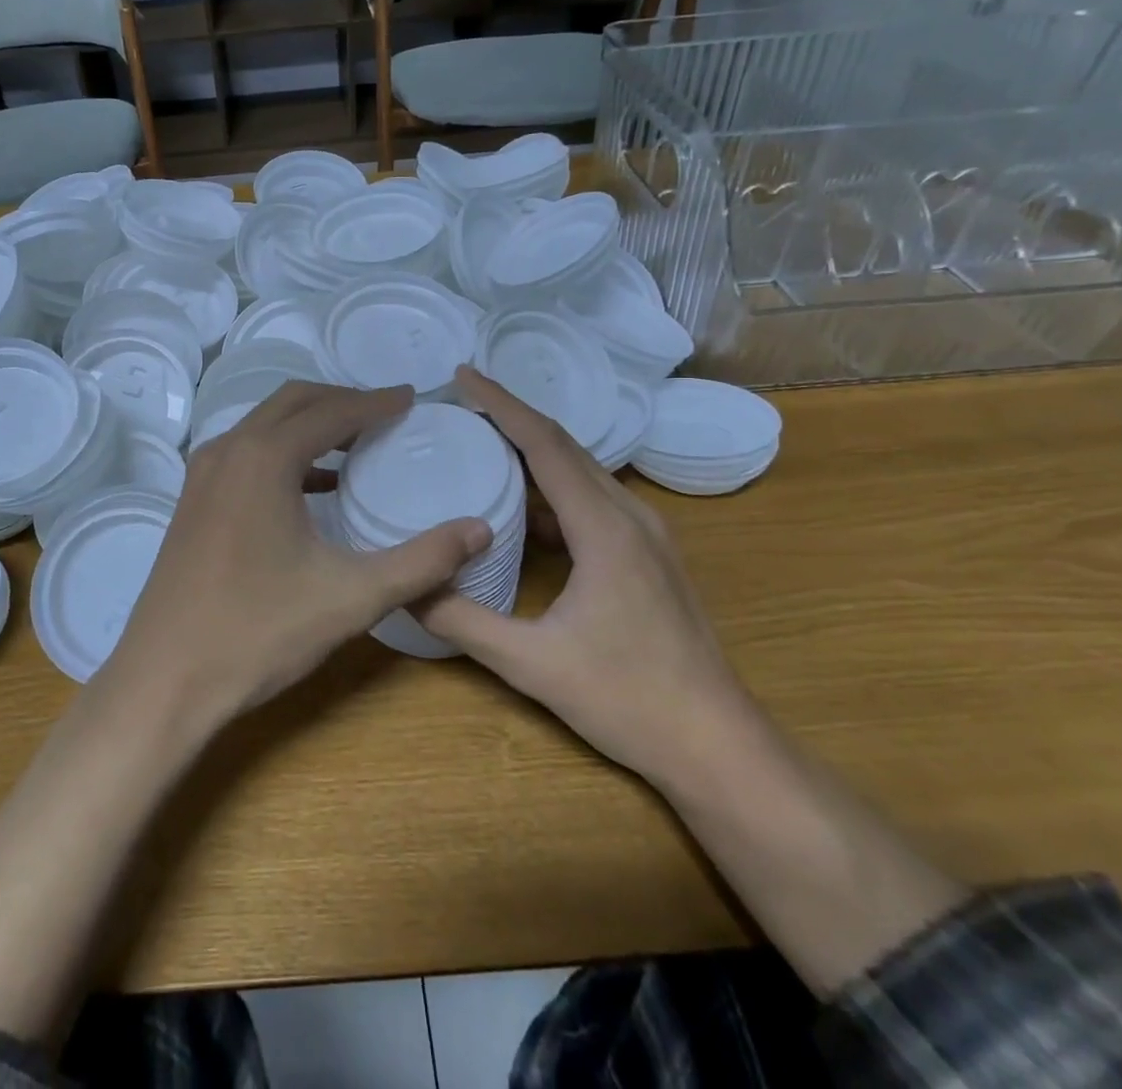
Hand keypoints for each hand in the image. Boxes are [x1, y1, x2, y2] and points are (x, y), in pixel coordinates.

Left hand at [105, 381, 491, 724]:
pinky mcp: (192, 500)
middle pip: (293, 402)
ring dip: (309, 423)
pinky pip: (245, 453)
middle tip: (387, 412)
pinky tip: (314, 486)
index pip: (331, 411)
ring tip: (356, 441)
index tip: (412, 398)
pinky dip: (283, 451)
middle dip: (342, 400)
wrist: (164, 680)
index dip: (376, 402)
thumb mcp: (351, 596)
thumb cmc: (259, 632)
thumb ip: (421, 561)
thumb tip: (480, 529)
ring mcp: (202, 474)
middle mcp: (228, 450)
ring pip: (264, 425)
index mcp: (264, 457)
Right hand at [417, 367, 747, 784]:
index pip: (544, 444)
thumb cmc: (628, 699)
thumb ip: (463, 623)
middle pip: (564, 447)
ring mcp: (645, 535)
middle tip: (459, 404)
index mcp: (604, 527)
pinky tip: (520, 510)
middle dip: (511, 418)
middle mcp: (629, 516)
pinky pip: (591, 501)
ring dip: (532, 452)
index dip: (501, 404)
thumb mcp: (532, 664)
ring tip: (481, 443)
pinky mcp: (646, 555)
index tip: (462, 376)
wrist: (717, 745)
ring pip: (580, 473)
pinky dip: (551, 490)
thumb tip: (405, 589)